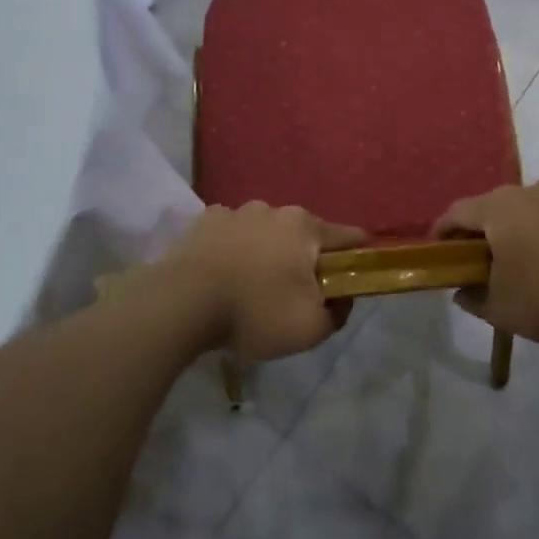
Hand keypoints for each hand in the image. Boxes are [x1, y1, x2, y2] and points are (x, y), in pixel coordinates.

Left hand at [155, 203, 367, 361]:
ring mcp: (236, 211)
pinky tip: (223, 277)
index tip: (353, 280)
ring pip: (265, 233)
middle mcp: (274, 209)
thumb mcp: (310, 329)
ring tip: (251, 289)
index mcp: (305, 227)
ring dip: (267, 254)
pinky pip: (231, 235)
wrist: (181, 304)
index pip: (350, 237)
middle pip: (304, 236)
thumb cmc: (254, 312)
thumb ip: (338, 314)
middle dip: (305, 261)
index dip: (358, 259)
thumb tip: (341, 299)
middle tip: (294, 296)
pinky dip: (234, 251)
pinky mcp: (204, 221)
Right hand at [433, 180, 538, 343]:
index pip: (458, 212)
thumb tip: (462, 292)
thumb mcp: (502, 310)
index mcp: (500, 210)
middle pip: (500, 205)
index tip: (440, 248)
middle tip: (492, 257)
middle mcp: (533, 190)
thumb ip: (474, 299)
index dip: (444, 230)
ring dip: (534, 225)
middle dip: (491, 228)